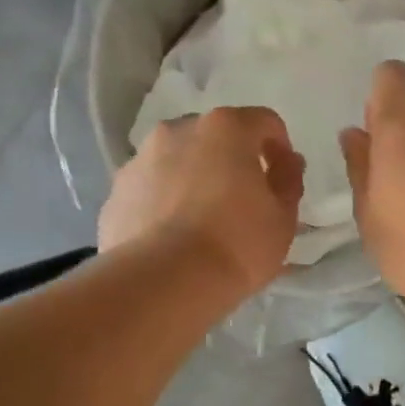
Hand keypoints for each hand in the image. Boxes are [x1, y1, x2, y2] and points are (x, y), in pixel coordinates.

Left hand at [100, 106, 304, 294]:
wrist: (164, 282)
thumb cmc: (237, 244)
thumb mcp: (283, 218)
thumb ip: (288, 181)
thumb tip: (287, 162)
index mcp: (226, 128)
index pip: (265, 122)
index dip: (279, 149)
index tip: (283, 180)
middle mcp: (178, 130)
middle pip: (215, 138)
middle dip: (231, 161)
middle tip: (242, 202)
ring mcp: (140, 160)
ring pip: (177, 162)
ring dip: (193, 180)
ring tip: (202, 224)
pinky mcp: (116, 193)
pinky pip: (150, 190)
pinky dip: (164, 204)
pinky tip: (172, 239)